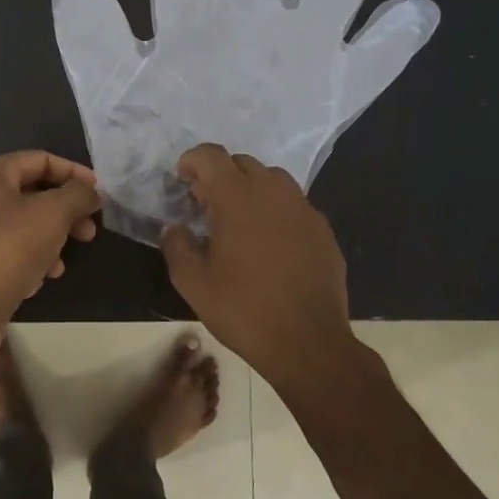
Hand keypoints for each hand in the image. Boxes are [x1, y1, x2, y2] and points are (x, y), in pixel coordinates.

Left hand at [0, 151, 100, 321]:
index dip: (73, 172)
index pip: (39, 160)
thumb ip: (77, 194)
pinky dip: (31, 256)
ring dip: (51, 237)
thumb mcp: (54, 213)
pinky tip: (44, 276)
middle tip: (89, 231)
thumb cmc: (12, 247)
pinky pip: (9, 248)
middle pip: (31, 193)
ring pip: (22, 223)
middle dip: (65, 211)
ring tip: (65, 260)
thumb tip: (90, 191)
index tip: (97, 193)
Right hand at [159, 144, 357, 385]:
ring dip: (250, 190)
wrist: (309, 343)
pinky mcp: (323, 229)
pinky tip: (270, 245)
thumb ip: (176, 246)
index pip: (210, 155)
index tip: (182, 181)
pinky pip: (293, 205)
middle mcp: (273, 191)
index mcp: (237, 196)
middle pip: (241, 163)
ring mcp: (303, 209)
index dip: (191, 160)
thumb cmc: (244, 309)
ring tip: (239, 222)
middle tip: (206, 206)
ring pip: (272, 180)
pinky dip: (275, 212)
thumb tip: (174, 228)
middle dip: (219, 176)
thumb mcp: (193, 283)